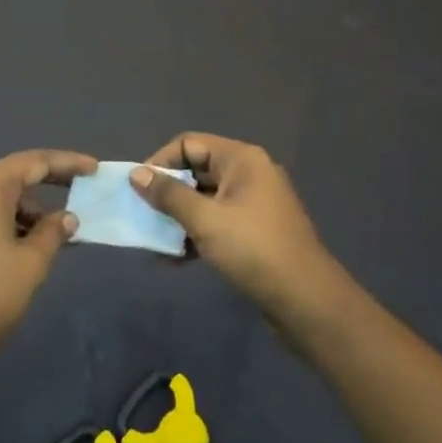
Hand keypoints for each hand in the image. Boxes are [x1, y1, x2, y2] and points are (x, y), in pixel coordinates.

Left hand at [0, 149, 97, 380]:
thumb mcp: (32, 262)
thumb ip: (54, 232)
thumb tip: (66, 218)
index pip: (33, 162)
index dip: (67, 162)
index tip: (94, 169)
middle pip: (13, 176)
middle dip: (49, 184)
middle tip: (82, 191)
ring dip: (29, 210)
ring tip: (57, 234)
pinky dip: (9, 222)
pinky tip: (28, 245)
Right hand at [130, 134, 344, 316]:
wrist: (305, 299)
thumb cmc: (252, 249)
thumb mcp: (204, 220)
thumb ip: (168, 195)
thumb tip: (136, 174)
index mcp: (242, 160)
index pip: (189, 144)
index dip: (160, 162)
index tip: (138, 188)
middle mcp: (249, 174)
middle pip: (196, 171)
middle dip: (167, 192)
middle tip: (143, 214)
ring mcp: (254, 203)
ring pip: (204, 199)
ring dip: (178, 217)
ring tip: (154, 240)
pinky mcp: (255, 230)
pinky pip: (217, 221)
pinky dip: (195, 234)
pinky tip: (174, 258)